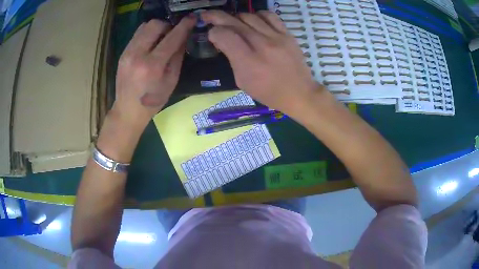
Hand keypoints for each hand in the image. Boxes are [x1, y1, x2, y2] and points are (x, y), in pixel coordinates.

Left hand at [112, 17, 195, 130]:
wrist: (127, 110)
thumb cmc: (153, 100)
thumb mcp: (171, 81)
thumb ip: (177, 56)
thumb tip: (183, 37)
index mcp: (152, 66)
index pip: (171, 38)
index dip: (183, 26)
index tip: (191, 19)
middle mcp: (137, 55)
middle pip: (154, 25)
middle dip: (167, 25)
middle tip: (171, 35)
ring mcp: (127, 53)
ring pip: (144, 26)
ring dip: (156, 29)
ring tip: (160, 40)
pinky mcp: (122, 53)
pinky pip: (137, 35)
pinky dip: (147, 35)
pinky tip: (150, 46)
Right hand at [202, 11, 322, 116]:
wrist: (299, 93)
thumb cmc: (269, 92)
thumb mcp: (242, 81)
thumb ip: (232, 58)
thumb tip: (223, 41)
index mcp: (248, 62)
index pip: (225, 36)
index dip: (213, 32)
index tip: (212, 35)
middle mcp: (262, 45)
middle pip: (234, 22)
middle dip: (217, 17)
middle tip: (208, 15)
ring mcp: (277, 37)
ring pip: (249, 16)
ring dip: (236, 17)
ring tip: (233, 22)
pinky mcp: (287, 34)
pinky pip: (269, 15)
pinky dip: (257, 15)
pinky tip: (253, 20)